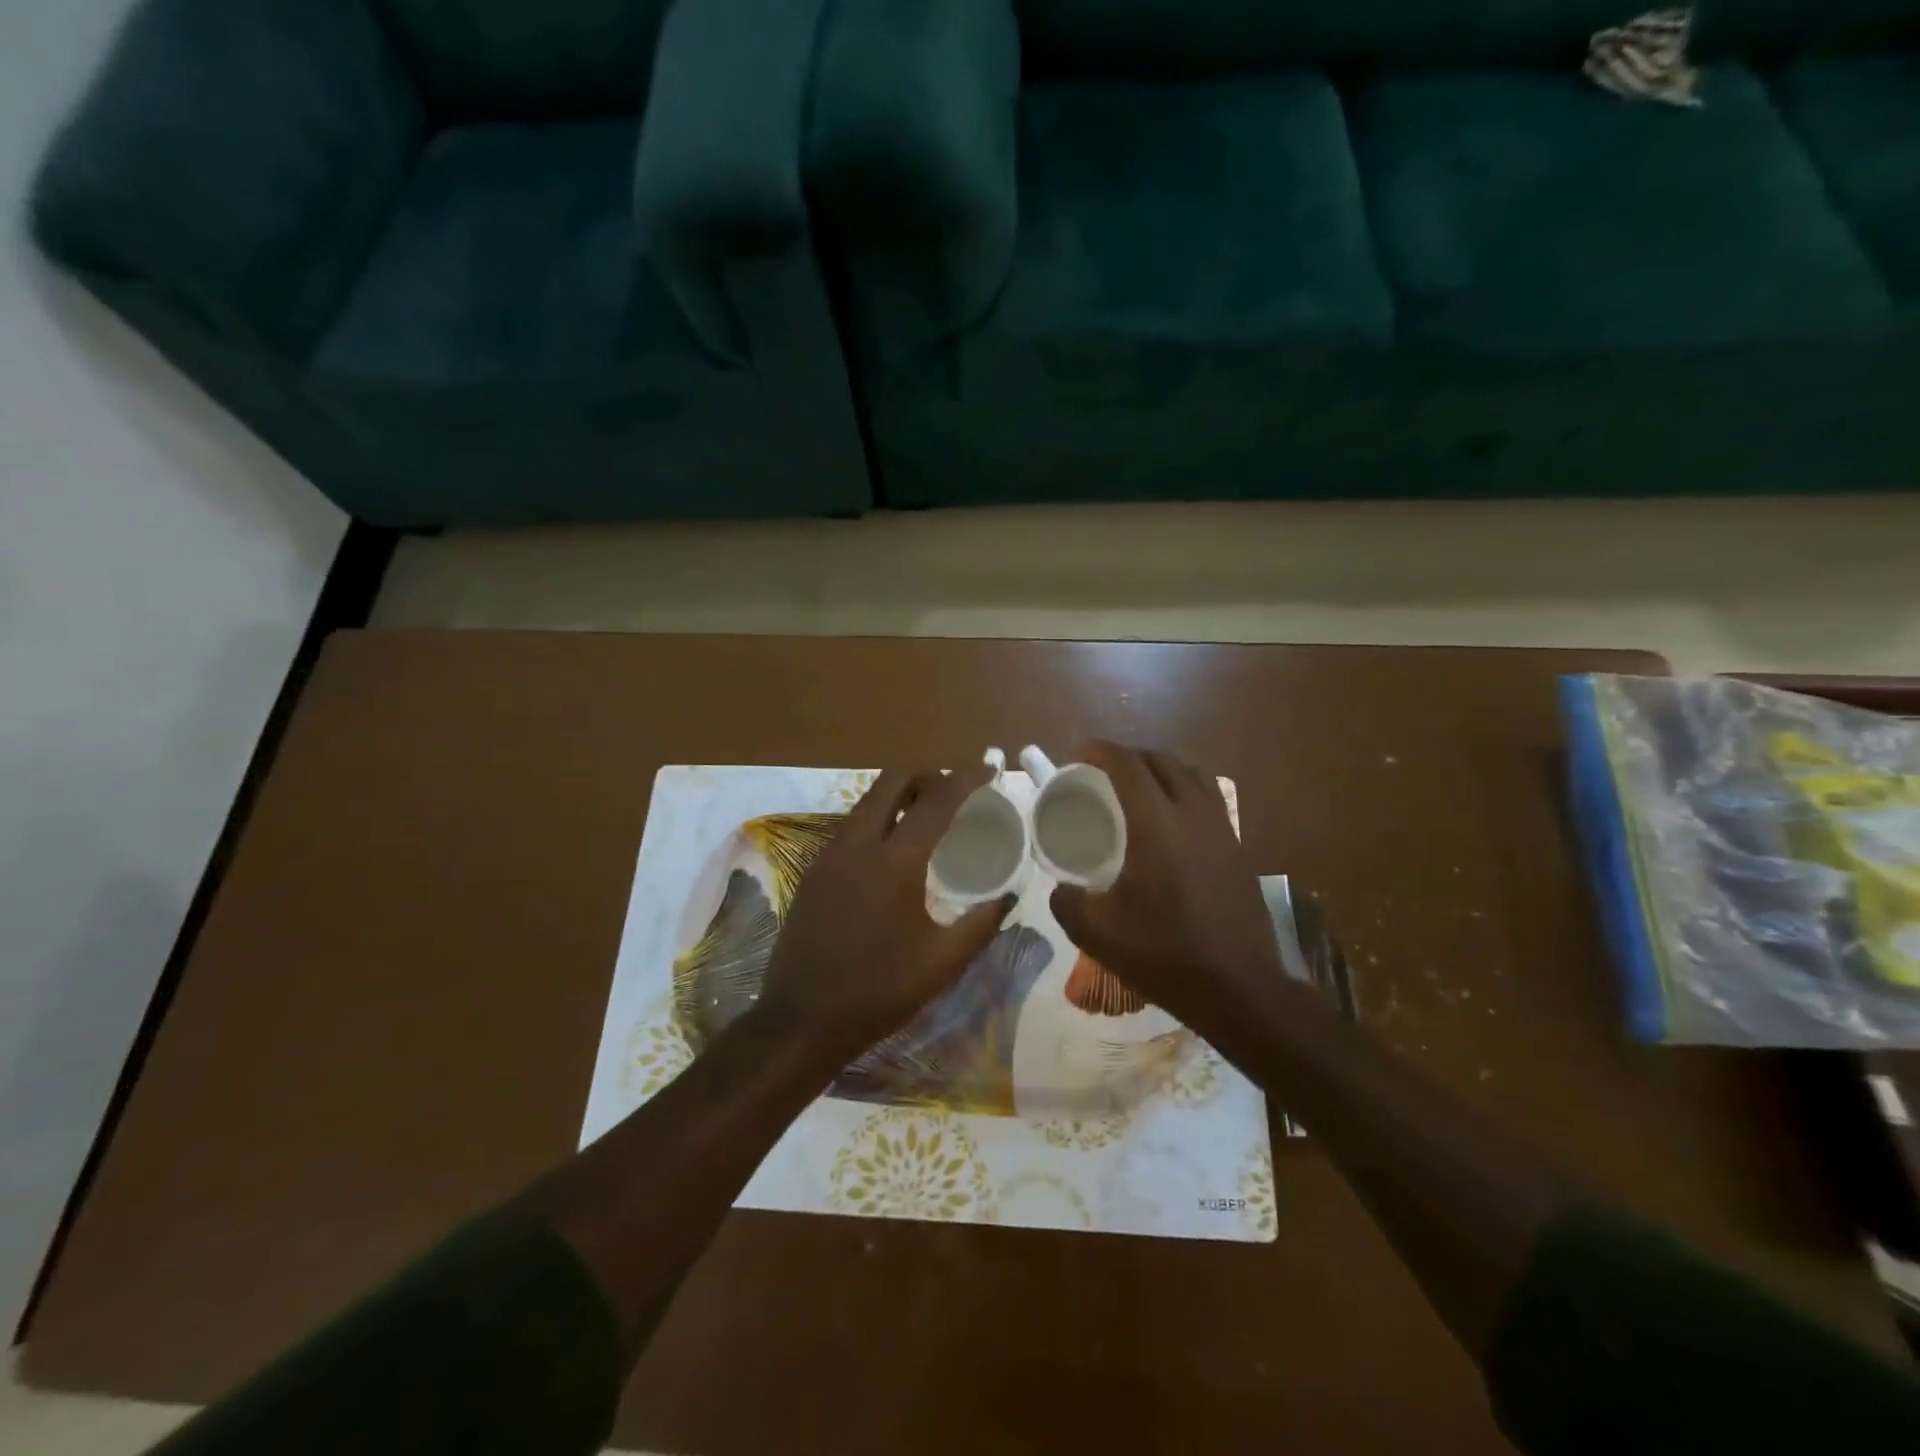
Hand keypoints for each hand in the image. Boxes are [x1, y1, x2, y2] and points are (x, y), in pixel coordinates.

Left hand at [756, 765, 1013, 1066]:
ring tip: (930, 813)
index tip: (990, 769)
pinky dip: (880, 815)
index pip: (937, 798)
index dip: (967, 777)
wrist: (801, 1019)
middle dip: (929, 773)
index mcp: (895, 862)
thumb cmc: (879, 992)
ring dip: (901, 792)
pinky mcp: (814, 867)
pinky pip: (853, 823)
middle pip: (893, 778)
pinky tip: (895, 845)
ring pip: (869, 798)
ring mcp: (830, 852)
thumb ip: (982, 923)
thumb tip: (1010, 895)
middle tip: (956, 789)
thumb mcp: (942, 963)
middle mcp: (859, 843)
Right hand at [1049, 742, 1291, 1053]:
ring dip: (1162, 770)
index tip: (1078, 757)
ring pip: (1193, 775)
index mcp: (1157, 825)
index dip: (1100, 751)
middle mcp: (1193, 815)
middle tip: (1103, 775)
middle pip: (1162, 761)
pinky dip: (1185, 793)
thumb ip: (1067, 902)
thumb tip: (1061, 888)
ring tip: (1139, 790)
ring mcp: (1222, 830)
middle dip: (1129, 757)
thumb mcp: (1098, 933)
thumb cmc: (1165, 955)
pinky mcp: (1239, 848)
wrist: (1240, 989)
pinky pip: (1210, 799)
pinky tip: (1172, 824)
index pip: (1128, 765)